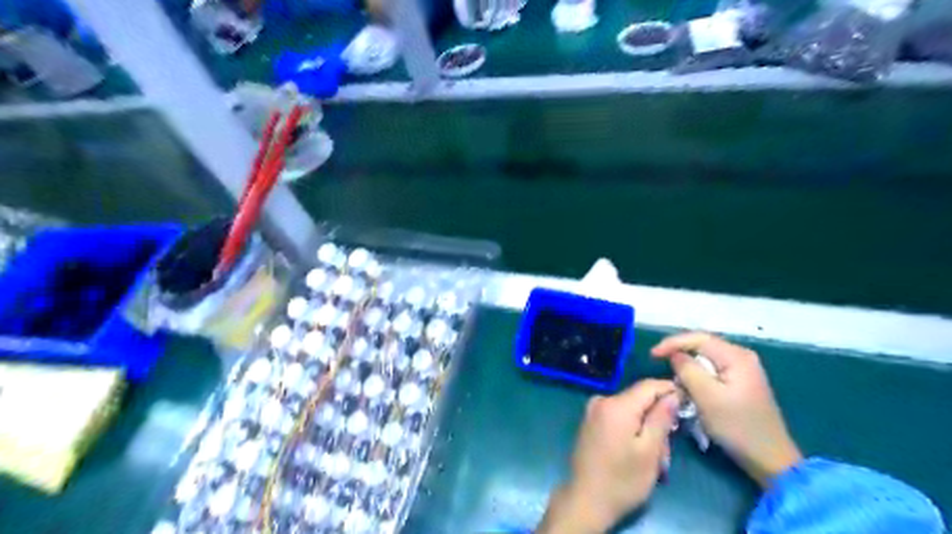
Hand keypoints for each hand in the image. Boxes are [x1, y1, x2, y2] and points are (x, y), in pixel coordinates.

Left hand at [539, 379, 679, 533]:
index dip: (670, 390)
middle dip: (657, 418)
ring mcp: (592, 411)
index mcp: (616, 405)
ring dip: (646, 428)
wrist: (585, 501)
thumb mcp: (650, 451)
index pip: (649, 385)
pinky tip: (636, 453)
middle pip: (639, 399)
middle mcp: (601, 400)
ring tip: (654, 458)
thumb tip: (672, 394)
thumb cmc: (622, 480)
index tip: (688, 404)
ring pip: (630, 410)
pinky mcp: (590, 422)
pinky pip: (617, 417)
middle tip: (667, 449)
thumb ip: (661, 418)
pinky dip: (631, 430)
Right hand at [651, 333, 796, 486]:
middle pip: (702, 344)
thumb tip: (675, 355)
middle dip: (679, 352)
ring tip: (671, 373)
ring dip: (687, 364)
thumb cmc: (737, 427)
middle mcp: (742, 356)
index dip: (672, 343)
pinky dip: (697, 373)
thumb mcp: (707, 397)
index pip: (698, 338)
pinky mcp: (741, 382)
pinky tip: (688, 383)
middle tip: (658, 363)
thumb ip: (688, 370)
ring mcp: (743, 369)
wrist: (770, 459)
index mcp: (736, 356)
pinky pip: (712, 369)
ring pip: (706, 357)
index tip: (652, 355)